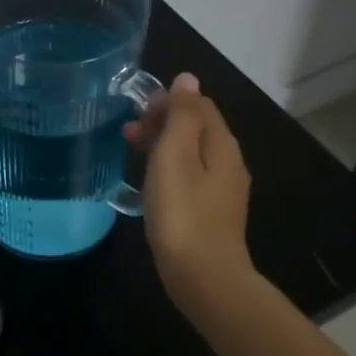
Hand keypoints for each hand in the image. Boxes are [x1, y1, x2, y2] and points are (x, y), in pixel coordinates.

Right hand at [124, 72, 253, 312]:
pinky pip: (190, 178)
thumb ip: (182, 115)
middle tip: (127, 133)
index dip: (168, 101)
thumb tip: (187, 79)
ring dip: (162, 147)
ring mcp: (222, 191)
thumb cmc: (182, 212)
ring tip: (131, 154)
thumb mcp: (176, 155)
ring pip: (192, 155)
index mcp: (222, 144)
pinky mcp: (211, 214)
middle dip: (162, 123)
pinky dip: (168, 171)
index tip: (136, 112)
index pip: (199, 104)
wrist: (203, 276)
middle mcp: (229, 163)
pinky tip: (149, 185)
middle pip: (197, 129)